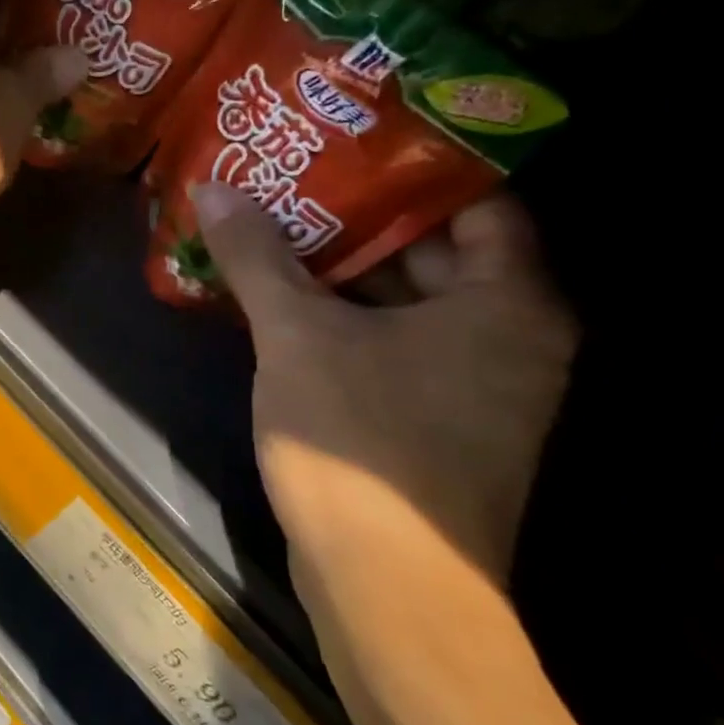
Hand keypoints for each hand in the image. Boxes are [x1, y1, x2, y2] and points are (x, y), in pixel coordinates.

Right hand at [194, 184, 576, 586]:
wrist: (387, 587)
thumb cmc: (359, 442)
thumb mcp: (297, 336)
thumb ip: (257, 257)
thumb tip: (214, 187)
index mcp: (506, 303)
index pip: (476, 202)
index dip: (413, 165)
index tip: (348, 137)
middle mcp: (509, 337)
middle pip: (433, 249)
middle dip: (360, 214)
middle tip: (294, 175)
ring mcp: (475, 384)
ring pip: (407, 300)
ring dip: (342, 267)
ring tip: (276, 223)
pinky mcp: (436, 419)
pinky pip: (393, 341)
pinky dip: (345, 315)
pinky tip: (282, 295)